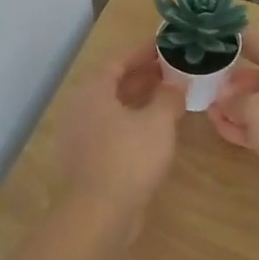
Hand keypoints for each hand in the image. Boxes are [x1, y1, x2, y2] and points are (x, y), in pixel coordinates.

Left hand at [58, 45, 186, 217]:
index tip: (165, 46)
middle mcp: (81, 108)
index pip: (117, 60)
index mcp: (93, 91)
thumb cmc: (128, 159)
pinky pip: (112, 129)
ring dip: (140, 99)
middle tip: (172, 69)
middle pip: (113, 83)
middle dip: (143, 75)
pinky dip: (133, 121)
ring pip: (113, 108)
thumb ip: (169, 98)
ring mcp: (81, 135)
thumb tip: (177, 85)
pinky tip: (156, 129)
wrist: (99, 213)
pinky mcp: (88, 159)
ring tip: (169, 95)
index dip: (142, 52)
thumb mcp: (158, 123)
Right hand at [209, 35, 258, 206]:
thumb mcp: (258, 110)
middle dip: (234, 85)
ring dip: (239, 108)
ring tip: (210, 113)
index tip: (214, 41)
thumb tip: (226, 101)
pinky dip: (252, 127)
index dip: (237, 42)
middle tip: (207, 90)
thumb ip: (236, 101)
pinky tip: (226, 131)